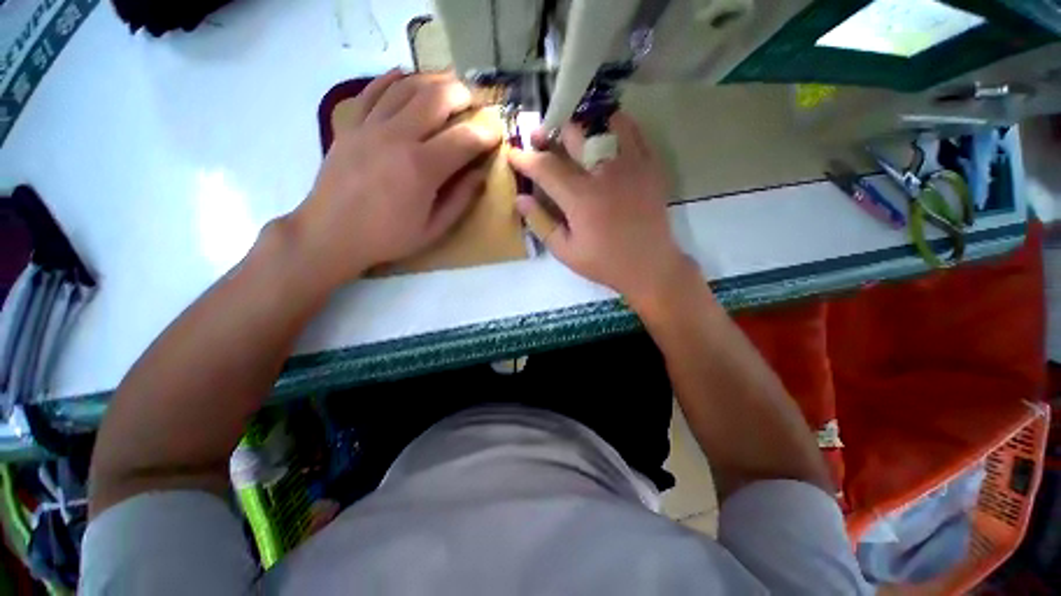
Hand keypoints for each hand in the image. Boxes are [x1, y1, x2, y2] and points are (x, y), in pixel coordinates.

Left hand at [291, 69, 500, 287]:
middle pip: (436, 97)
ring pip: (406, 86)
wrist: (331, 233)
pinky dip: (393, 79)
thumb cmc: (388, 237)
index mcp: (421, 168)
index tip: (497, 135)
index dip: (486, 133)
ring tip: (450, 85)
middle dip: (463, 94)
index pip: (464, 138)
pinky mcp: (351, 124)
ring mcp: (370, 126)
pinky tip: (406, 76)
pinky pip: (373, 90)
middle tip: (476, 102)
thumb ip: (461, 199)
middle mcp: (397, 137)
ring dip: (434, 80)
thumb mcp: (434, 229)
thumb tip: (481, 174)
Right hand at [508, 113, 693, 306]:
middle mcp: (605, 174)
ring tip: (573, 136)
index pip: (546, 168)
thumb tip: (521, 199)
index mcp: (581, 198)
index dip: (525, 158)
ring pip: (604, 125)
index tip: (513, 153)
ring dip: (582, 127)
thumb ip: (542, 224)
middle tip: (540, 139)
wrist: (650, 265)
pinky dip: (615, 125)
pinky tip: (605, 134)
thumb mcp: (566, 251)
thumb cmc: (605, 263)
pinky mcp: (650, 165)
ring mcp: (631, 165)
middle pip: (573, 135)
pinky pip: (633, 131)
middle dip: (550, 134)